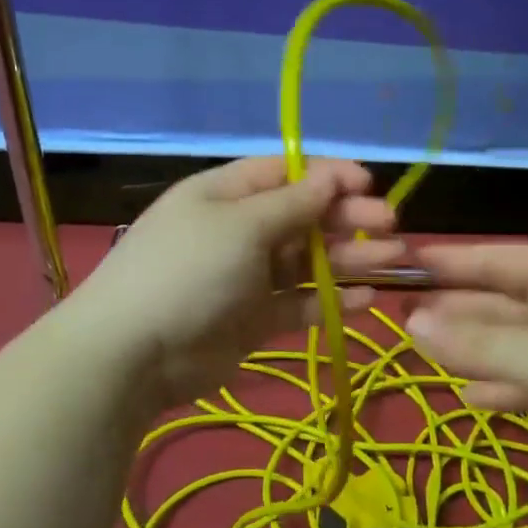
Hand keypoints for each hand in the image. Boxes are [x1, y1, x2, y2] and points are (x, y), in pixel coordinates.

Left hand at [70, 157, 402, 408]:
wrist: (133, 354)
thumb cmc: (188, 271)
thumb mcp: (241, 226)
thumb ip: (292, 204)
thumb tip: (331, 175)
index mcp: (226, 194)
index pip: (285, 173)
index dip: (328, 175)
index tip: (370, 183)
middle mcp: (239, 230)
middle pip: (303, 216)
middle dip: (348, 218)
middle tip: (391, 226)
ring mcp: (246, 277)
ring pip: (308, 261)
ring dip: (350, 258)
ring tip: (394, 260)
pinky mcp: (254, 319)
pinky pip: (300, 303)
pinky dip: (332, 300)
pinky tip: (368, 299)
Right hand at [406, 243, 527, 494]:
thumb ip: (479, 346)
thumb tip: (409, 323)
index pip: (499, 258)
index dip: (453, 260)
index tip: (408, 261)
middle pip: (506, 300)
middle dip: (459, 310)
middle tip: (407, 318)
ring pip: (520, 343)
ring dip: (478, 351)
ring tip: (429, 358)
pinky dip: (507, 386)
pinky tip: (474, 398)